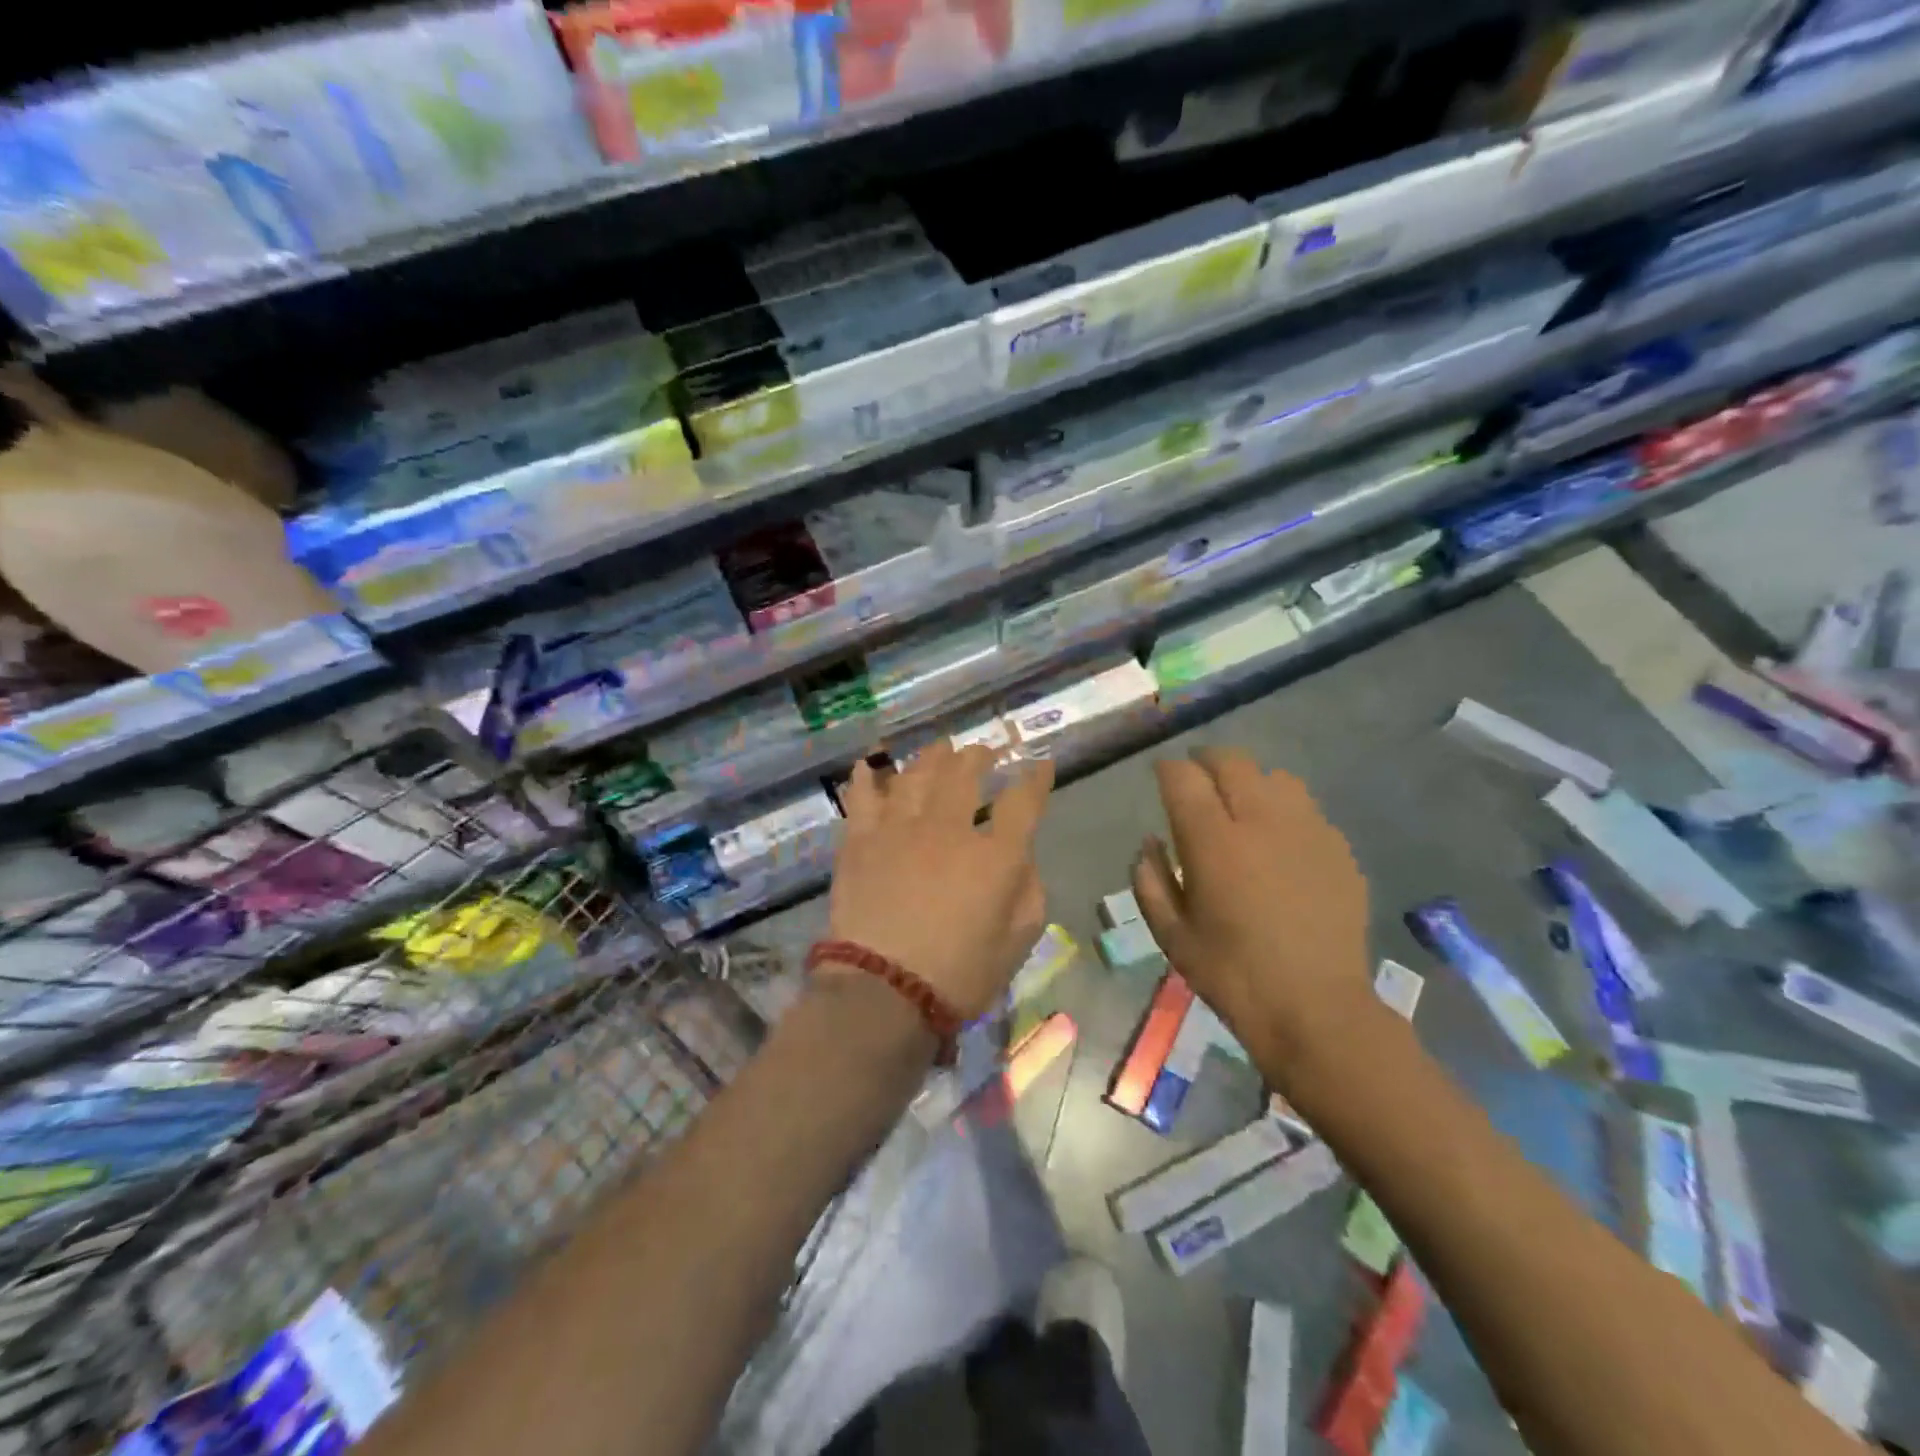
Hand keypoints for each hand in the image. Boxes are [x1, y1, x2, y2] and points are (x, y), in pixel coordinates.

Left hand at [825, 743, 1053, 1019]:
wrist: (883, 992)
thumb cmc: (959, 975)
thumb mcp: (1017, 942)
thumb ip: (1028, 891)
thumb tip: (1021, 858)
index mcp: (995, 856)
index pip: (1023, 801)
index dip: (1036, 779)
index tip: (1042, 764)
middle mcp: (948, 829)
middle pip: (965, 774)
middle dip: (979, 757)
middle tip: (983, 753)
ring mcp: (900, 829)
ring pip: (916, 775)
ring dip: (932, 758)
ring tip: (939, 750)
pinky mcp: (861, 840)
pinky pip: (863, 797)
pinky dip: (866, 778)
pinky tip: (868, 765)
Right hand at [1131, 747, 1371, 1060]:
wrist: (1315, 1010)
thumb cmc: (1232, 974)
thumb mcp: (1172, 935)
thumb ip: (1151, 881)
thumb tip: (1151, 843)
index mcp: (1213, 842)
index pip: (1184, 777)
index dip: (1168, 769)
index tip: (1162, 776)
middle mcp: (1260, 821)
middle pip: (1231, 762)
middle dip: (1207, 761)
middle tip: (1197, 777)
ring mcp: (1307, 831)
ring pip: (1276, 777)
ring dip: (1251, 781)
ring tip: (1242, 804)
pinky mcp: (1338, 849)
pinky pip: (1307, 809)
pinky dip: (1285, 811)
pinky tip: (1281, 840)